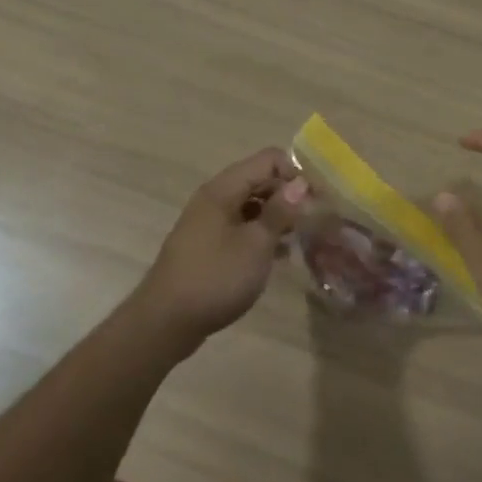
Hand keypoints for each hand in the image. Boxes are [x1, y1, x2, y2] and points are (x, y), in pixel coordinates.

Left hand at [133, 148, 307, 350]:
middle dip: (288, 195)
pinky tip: (278, 257)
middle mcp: (214, 198)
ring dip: (276, 217)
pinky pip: (240, 227)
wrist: (165, 322)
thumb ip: (280, 211)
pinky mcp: (207, 245)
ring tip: (299, 239)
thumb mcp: (256, 244)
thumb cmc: (215, 278)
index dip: (295, 173)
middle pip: (259, 179)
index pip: (268, 159)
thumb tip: (301, 183)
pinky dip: (260, 235)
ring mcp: (208, 222)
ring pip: (251, 205)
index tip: (316, 200)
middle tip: (312, 221)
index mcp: (224, 189)